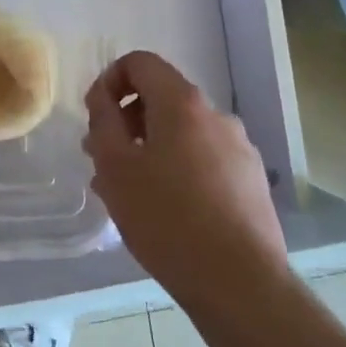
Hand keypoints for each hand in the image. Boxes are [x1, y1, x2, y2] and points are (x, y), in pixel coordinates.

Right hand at [84, 51, 289, 320]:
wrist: (240, 283)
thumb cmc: (167, 218)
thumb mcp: (116, 167)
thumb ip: (103, 122)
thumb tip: (103, 97)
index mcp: (183, 103)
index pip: (140, 62)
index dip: (109, 79)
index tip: (94, 116)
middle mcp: (216, 115)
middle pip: (161, 98)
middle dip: (126, 120)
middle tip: (102, 160)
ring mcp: (239, 148)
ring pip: (182, 133)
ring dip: (149, 148)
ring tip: (128, 191)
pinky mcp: (251, 181)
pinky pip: (203, 159)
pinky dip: (177, 169)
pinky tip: (163, 210)